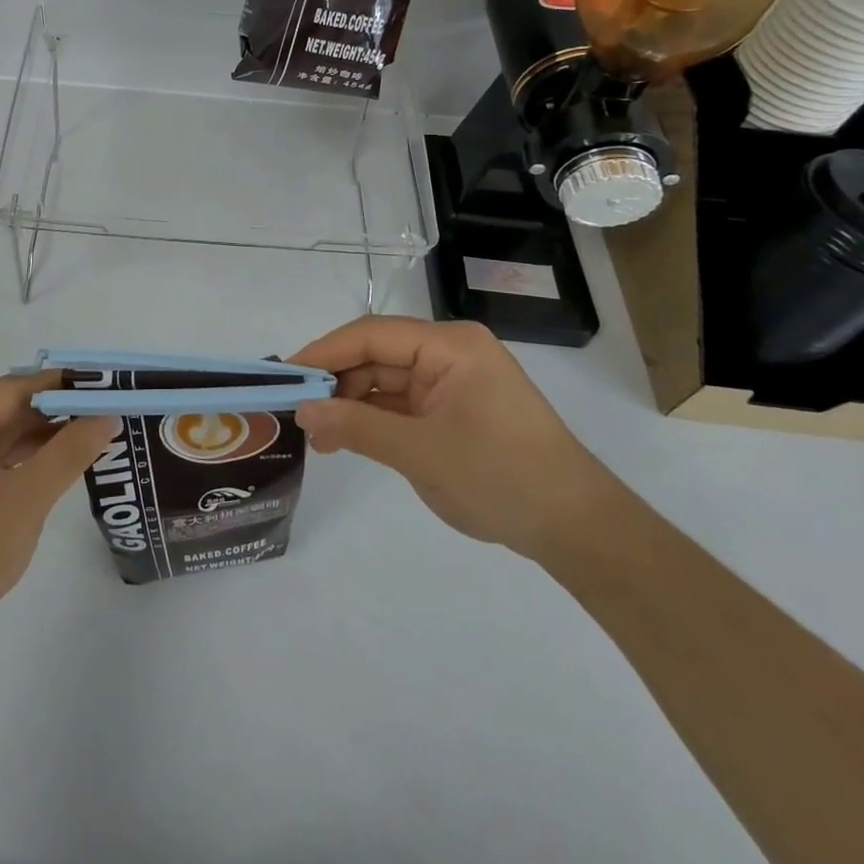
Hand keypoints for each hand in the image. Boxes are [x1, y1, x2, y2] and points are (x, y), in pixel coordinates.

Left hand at [0, 373, 117, 631]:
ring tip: (100, 426)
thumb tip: (109, 415)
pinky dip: (36, 455)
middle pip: (13, 406)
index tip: (107, 382)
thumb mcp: (27, 497)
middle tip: (111, 405)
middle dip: (61, 407)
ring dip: (51, 431)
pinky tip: (70, 455)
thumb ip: (69, 451)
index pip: (16, 388)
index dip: (63, 383)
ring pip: (11, 431)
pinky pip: (5, 455)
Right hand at [289, 316, 618, 560]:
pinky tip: (346, 439)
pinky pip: (402, 404)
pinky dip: (374, 420)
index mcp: (449, 345)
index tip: (286, 376)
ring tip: (319, 437)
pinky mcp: (454, 409)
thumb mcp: (421, 452)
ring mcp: (453, 382)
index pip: (371, 335)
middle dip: (337, 383)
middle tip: (298, 413)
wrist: (577, 529)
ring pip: (386, 381)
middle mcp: (449, 353)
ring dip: (352, 405)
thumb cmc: (501, 477)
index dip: (324, 353)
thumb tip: (303, 410)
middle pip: (377, 355)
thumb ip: (357, 426)